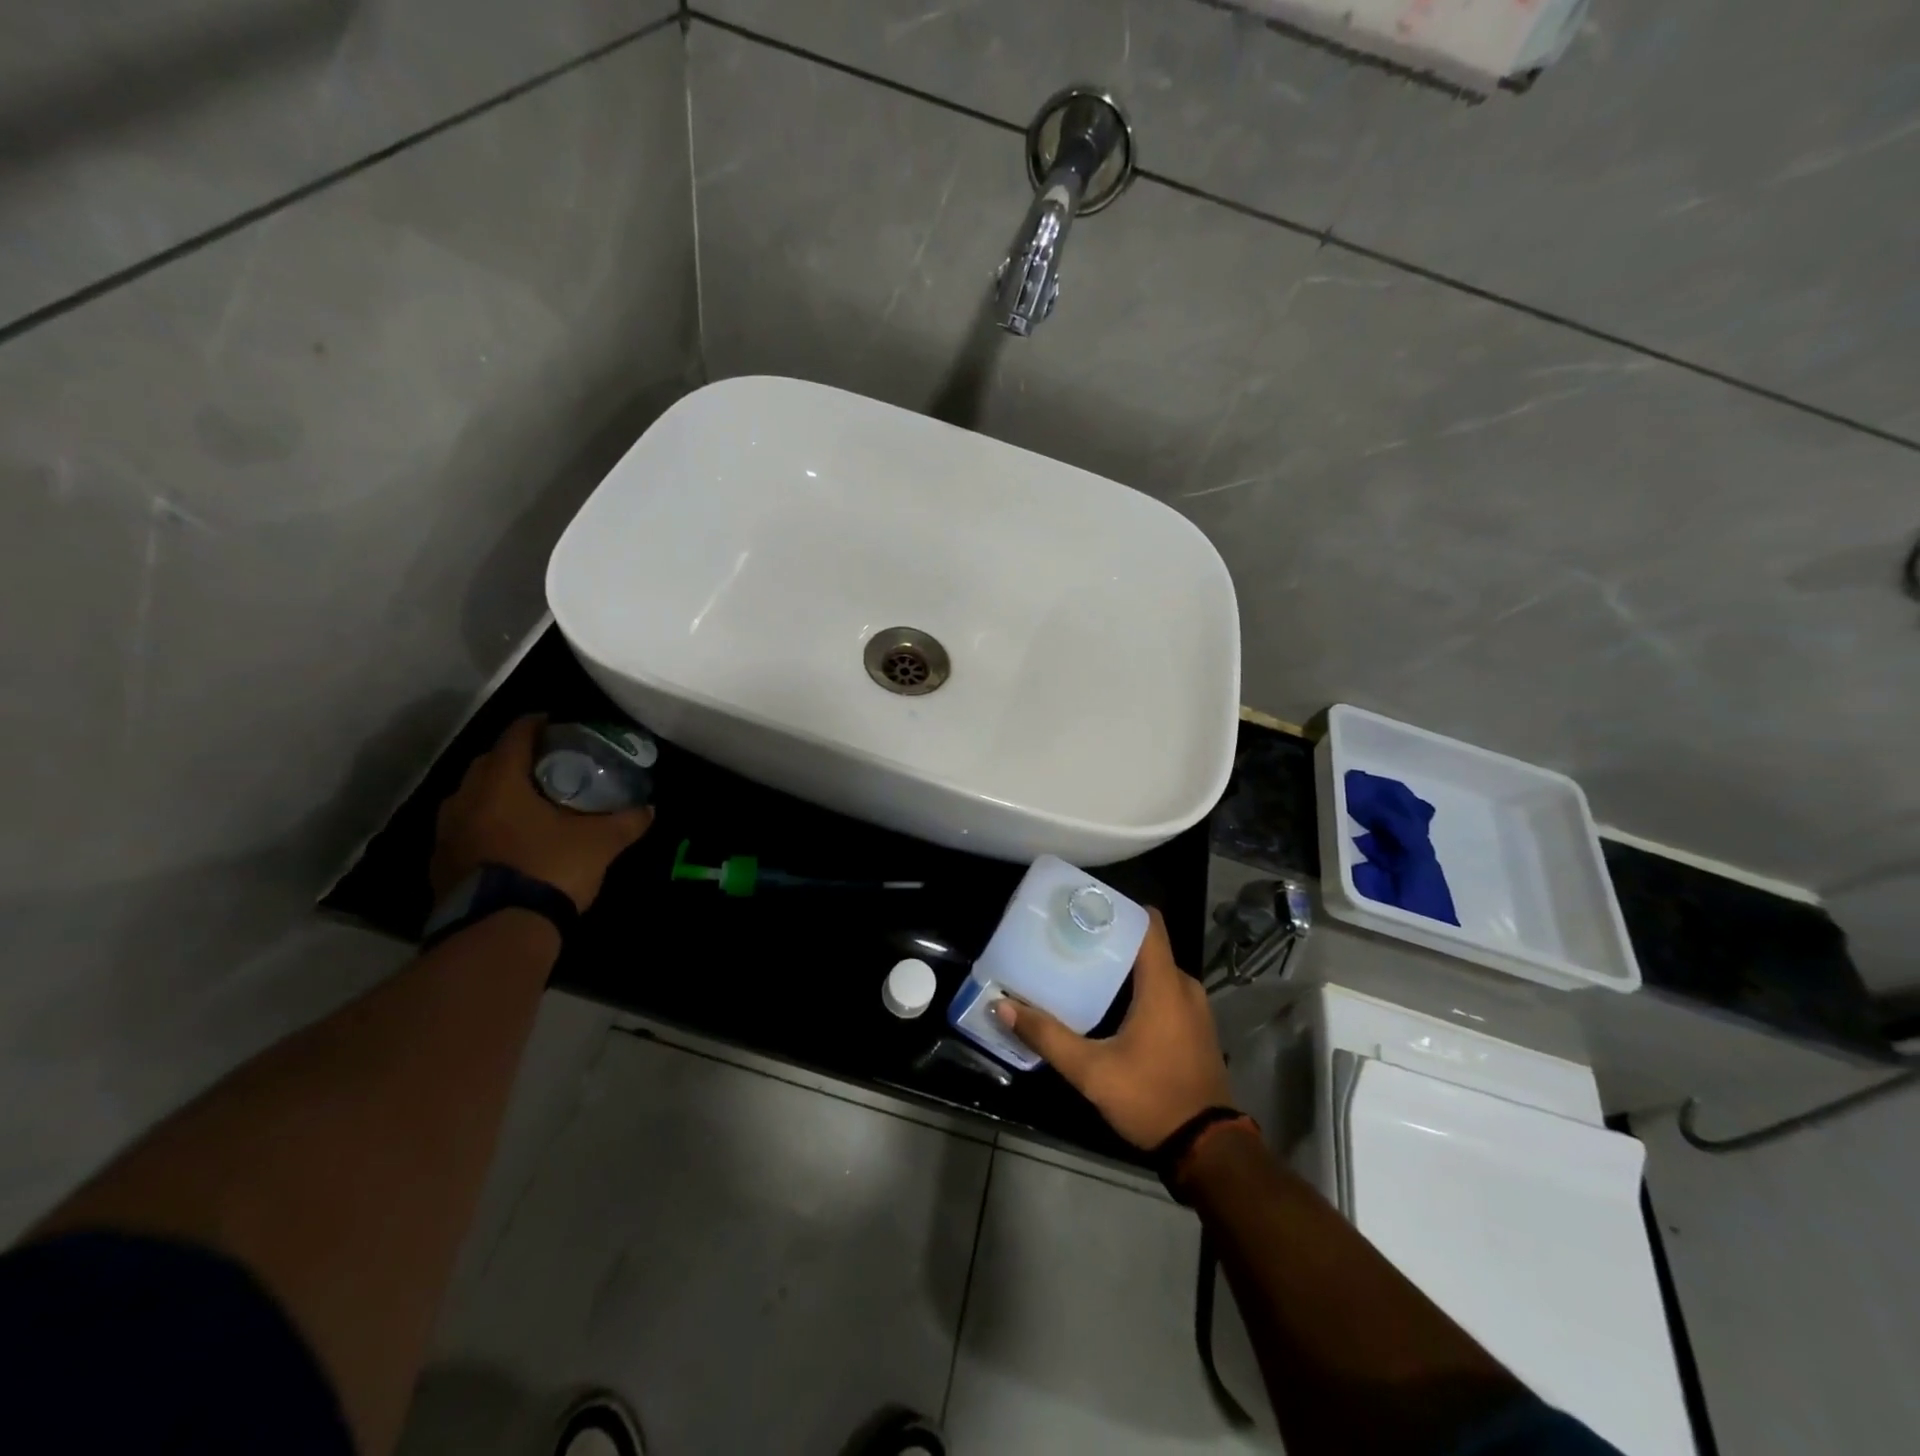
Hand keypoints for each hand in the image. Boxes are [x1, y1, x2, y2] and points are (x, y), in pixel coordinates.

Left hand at [430, 715, 652, 912]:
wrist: (498, 933)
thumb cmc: (549, 870)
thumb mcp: (601, 844)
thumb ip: (626, 821)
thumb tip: (650, 809)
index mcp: (500, 783)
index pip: (515, 736)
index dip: (537, 724)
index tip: (556, 722)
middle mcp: (465, 799)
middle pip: (488, 763)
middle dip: (516, 758)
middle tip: (548, 764)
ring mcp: (446, 833)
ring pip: (472, 797)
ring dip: (497, 792)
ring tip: (528, 802)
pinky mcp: (440, 864)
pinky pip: (465, 828)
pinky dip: (486, 823)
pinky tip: (509, 839)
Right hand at [993, 909, 1234, 1149]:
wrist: (1207, 1148)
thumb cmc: (1151, 1098)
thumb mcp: (1091, 1071)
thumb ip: (1047, 1037)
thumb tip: (1003, 1007)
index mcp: (1164, 984)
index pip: (1149, 923)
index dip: (1119, 907)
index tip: (1085, 905)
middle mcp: (1184, 986)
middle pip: (1147, 944)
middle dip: (1112, 937)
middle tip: (1071, 938)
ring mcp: (1194, 1007)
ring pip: (1155, 969)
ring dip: (1124, 965)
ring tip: (1084, 965)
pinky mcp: (1195, 1027)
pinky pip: (1166, 990)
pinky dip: (1139, 987)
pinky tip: (1110, 1002)